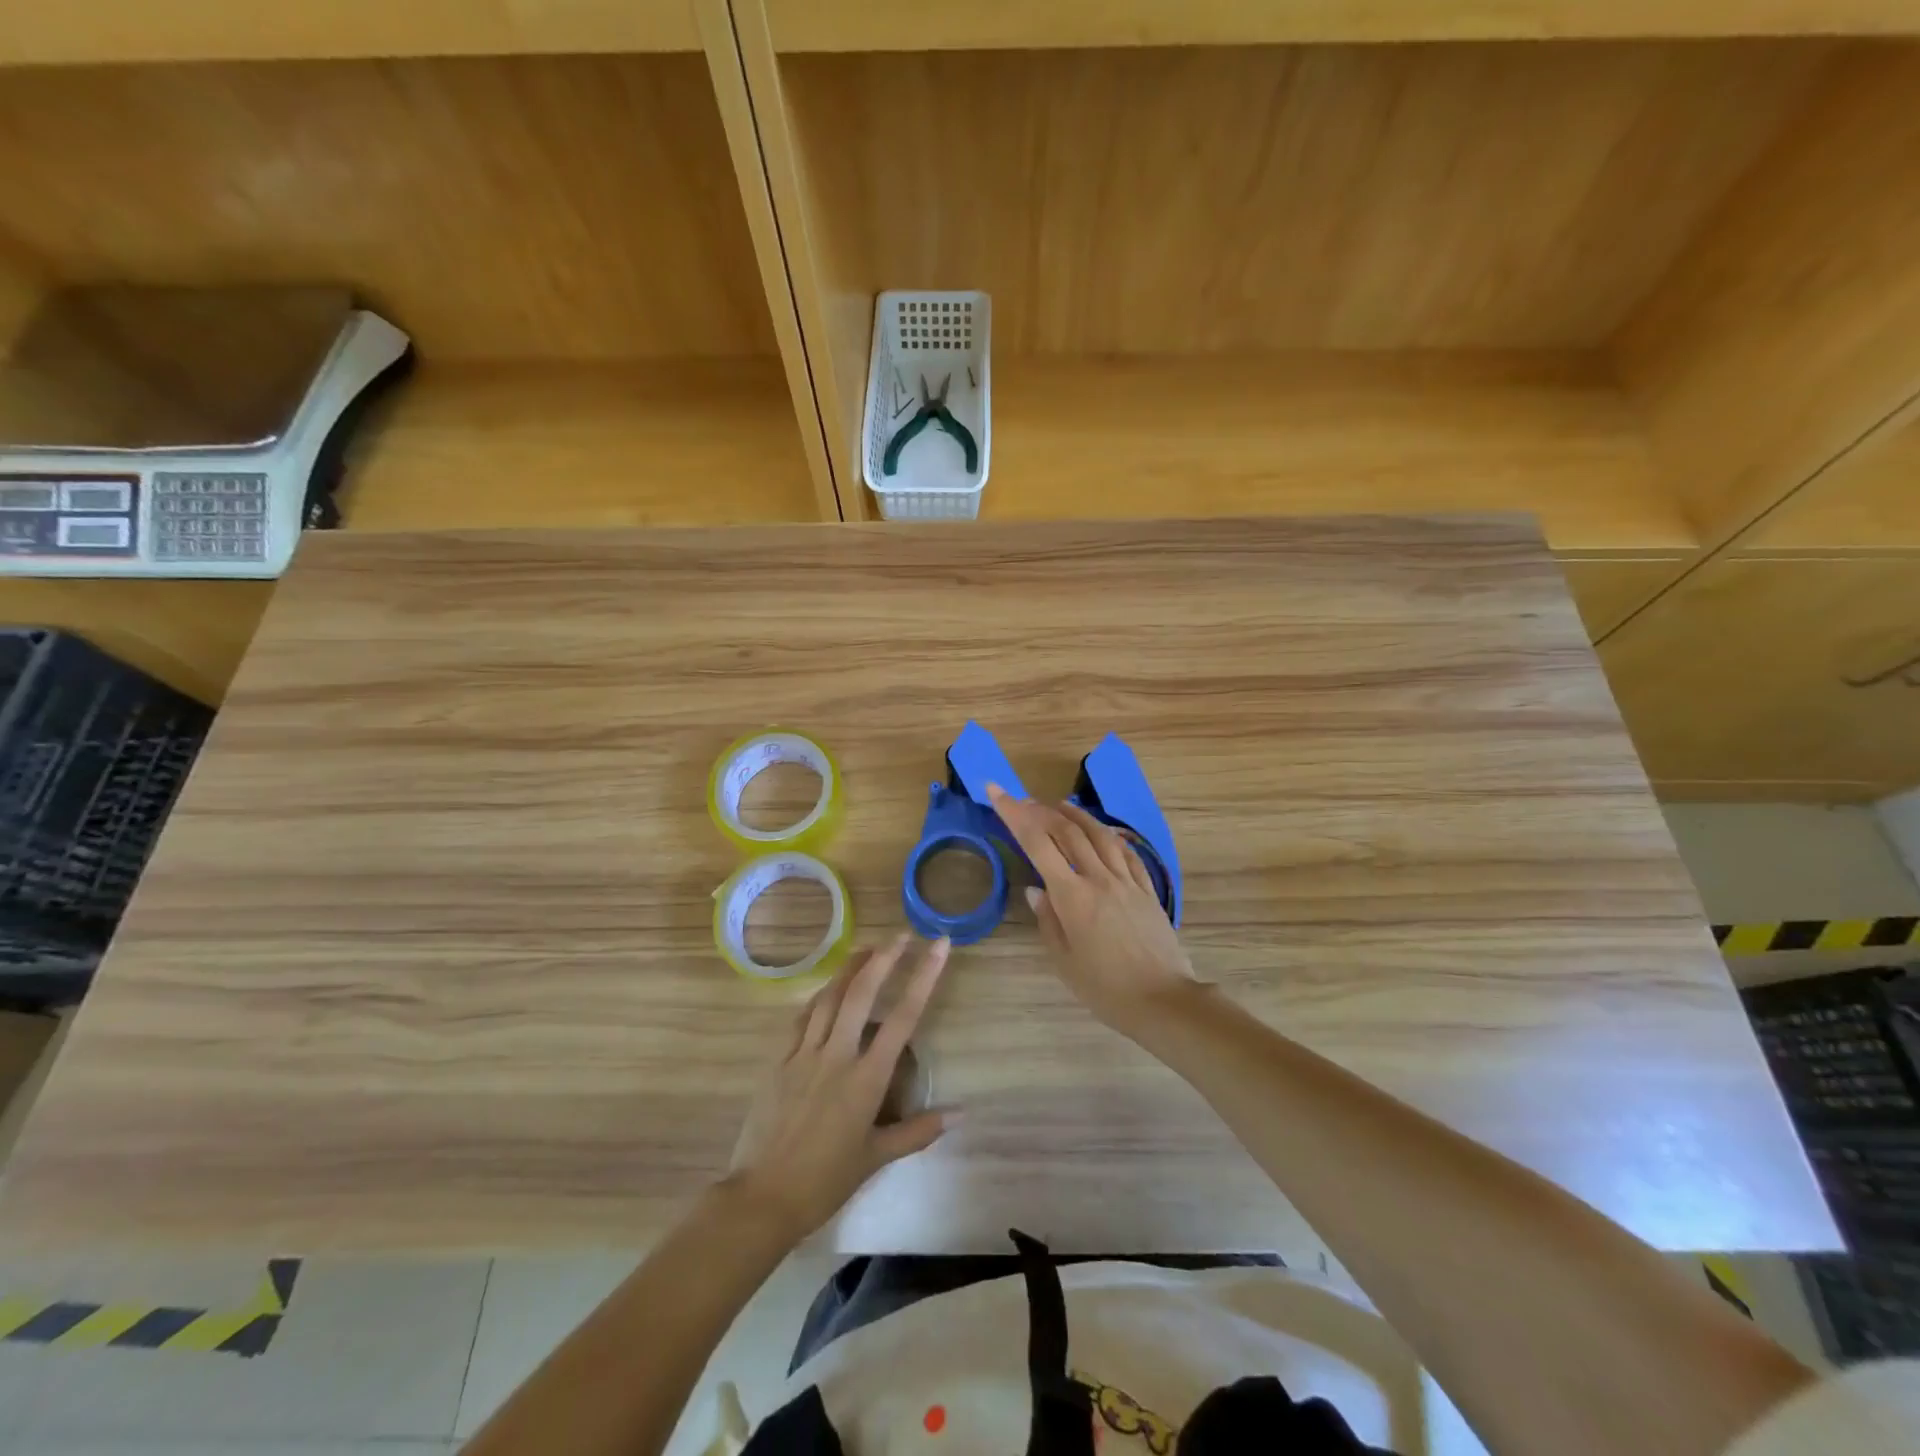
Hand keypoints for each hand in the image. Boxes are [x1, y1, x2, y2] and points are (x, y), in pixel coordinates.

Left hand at [725, 934, 953, 1240]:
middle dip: (884, 958)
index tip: (938, 946)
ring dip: (850, 968)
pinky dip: (819, 998)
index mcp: (867, 1078)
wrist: (763, 1196)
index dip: (924, 976)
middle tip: (901, 935)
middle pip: (862, 993)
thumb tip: (960, 1113)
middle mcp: (838, 1055)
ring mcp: (805, 1054)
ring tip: (867, 949)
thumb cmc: (825, 1180)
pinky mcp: (780, 1060)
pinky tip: (827, 990)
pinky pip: (802, 1018)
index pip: (903, 1016)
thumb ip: (918, 1130)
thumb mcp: (877, 1157)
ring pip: (829, 997)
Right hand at [987, 783, 1206, 1034]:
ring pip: (1099, 835)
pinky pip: (1126, 853)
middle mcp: (1098, 878)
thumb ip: (1049, 921)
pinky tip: (1103, 833)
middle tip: (1022, 801)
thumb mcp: (1065, 961)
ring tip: (1059, 805)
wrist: (1163, 1001)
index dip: (1014, 814)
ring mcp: (1126, 882)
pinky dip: (1110, 836)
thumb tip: (1037, 890)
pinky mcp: (1148, 890)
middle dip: (1040, 810)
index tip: (996, 792)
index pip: (1036, 843)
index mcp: (1072, 896)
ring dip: (1076, 815)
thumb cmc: (1106, 989)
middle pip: (1067, 831)